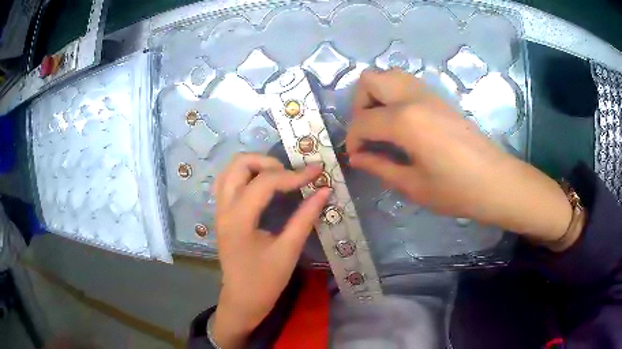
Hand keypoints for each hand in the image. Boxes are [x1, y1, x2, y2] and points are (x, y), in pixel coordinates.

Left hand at [211, 154, 330, 347]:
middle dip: (268, 161)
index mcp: (239, 219)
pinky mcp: (222, 214)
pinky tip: (263, 185)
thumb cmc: (264, 282)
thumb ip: (305, 217)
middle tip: (291, 174)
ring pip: (231, 170)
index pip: (265, 182)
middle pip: (239, 164)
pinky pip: (228, 182)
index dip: (294, 174)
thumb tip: (324, 190)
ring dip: (255, 165)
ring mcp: (220, 210)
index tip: (317, 171)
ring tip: (279, 175)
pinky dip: (246, 175)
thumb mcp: (288, 251)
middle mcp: (224, 208)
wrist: (242, 300)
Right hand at [346, 69, 573, 246]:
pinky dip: (394, 96)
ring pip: (390, 76)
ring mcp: (429, 94)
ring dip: (377, 96)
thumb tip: (357, 157)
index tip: (357, 156)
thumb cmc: (456, 190)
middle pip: (370, 80)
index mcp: (405, 121)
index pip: (362, 120)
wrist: (496, 182)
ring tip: (383, 126)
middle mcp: (414, 98)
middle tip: (368, 132)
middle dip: (360, 105)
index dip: (352, 139)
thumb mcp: (413, 185)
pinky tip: (403, 124)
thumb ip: (380, 166)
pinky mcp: (440, 98)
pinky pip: (407, 84)